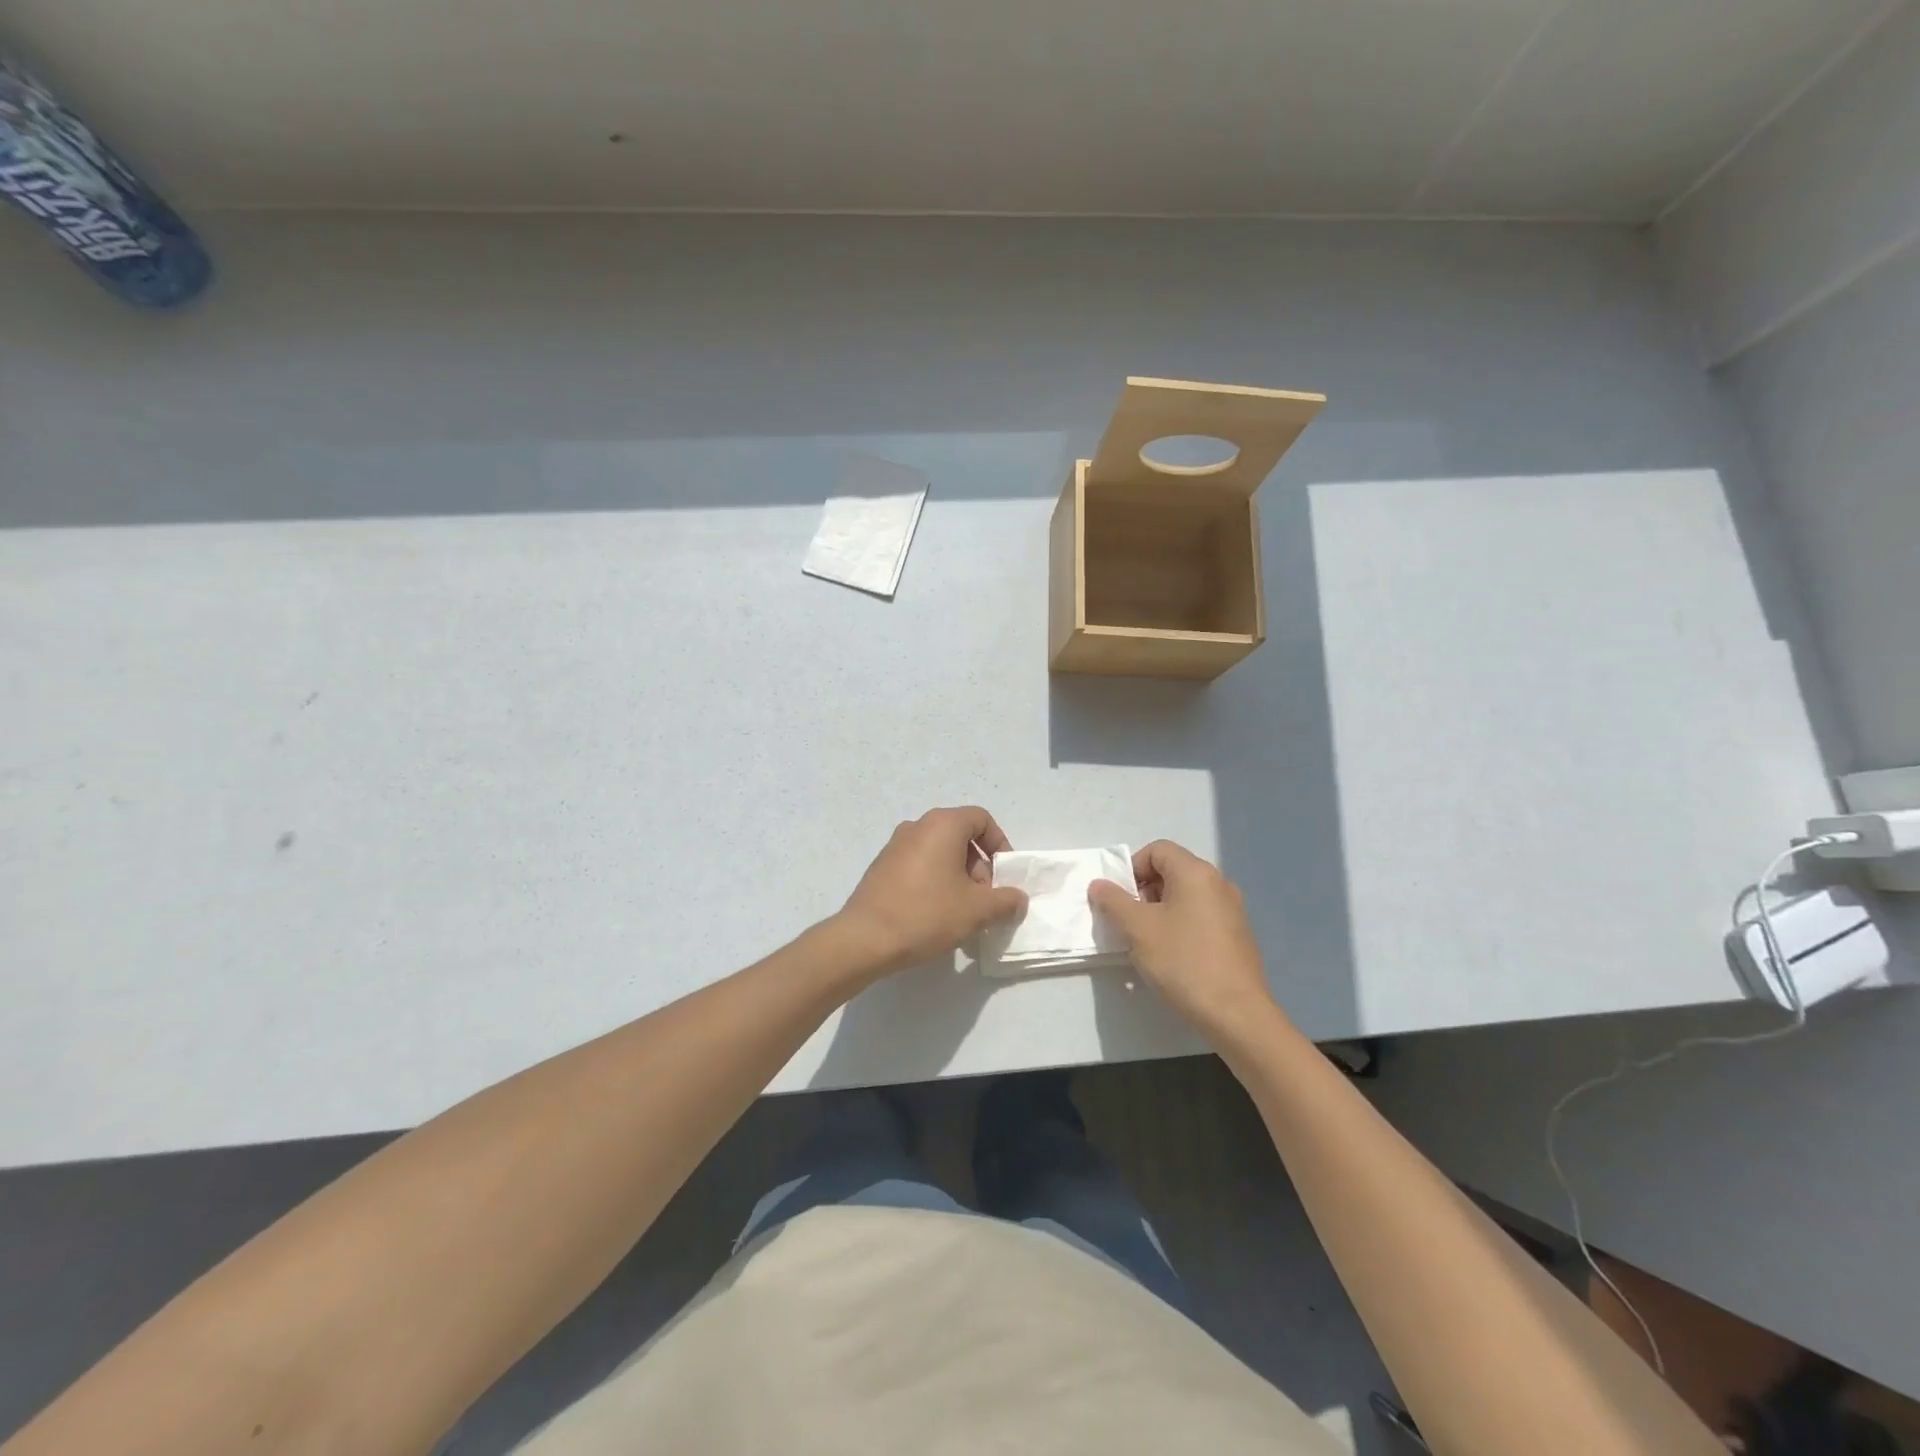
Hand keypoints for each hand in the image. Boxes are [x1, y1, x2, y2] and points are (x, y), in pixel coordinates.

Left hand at [835, 807, 1026, 979]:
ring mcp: (895, 846)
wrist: (865, 939)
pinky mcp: (881, 867)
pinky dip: (934, 882)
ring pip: (939, 853)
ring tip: (960, 913)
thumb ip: (1006, 901)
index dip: (1000, 845)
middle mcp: (917, 826)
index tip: (1002, 877)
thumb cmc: (927, 914)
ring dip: (957, 877)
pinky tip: (933, 915)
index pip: (982, 819)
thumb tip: (1018, 900)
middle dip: (979, 867)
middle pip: (961, 836)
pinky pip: (919, 865)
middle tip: (982, 900)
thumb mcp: (977, 910)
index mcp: (942, 825)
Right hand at [1089, 841, 1280, 1043]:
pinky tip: (1173, 957)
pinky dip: (1180, 926)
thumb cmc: (1183, 962)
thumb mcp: (1138, 929)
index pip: (1157, 850)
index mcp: (1196, 873)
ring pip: (1185, 896)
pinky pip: (1200, 916)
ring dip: (1160, 911)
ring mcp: (1232, 909)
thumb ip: (1113, 901)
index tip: (1121, 900)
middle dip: (1144, 891)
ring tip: (1148, 943)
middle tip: (1131, 922)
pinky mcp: (1237, 935)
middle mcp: (1218, 883)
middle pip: (1172, 871)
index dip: (1132, 868)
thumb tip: (1099, 884)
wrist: (1236, 1014)